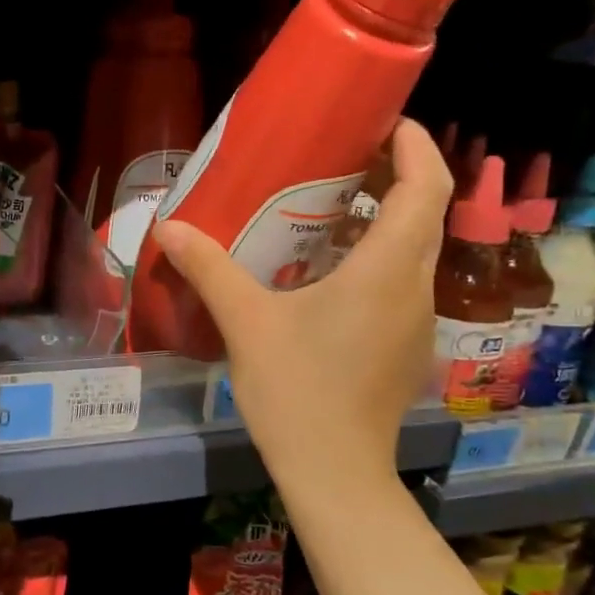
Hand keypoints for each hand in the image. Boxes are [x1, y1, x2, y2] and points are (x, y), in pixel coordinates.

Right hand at [151, 118, 450, 492]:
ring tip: (332, 211)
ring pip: (415, 251)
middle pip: (425, 214)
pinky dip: (379, 260)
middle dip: (396, 177)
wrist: (334, 472)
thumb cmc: (296, 390)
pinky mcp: (406, 347)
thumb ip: (209, 269)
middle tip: (345, 160)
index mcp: (387, 270)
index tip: (387, 122)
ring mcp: (417, 321)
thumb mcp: (246, 323)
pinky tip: (330, 275)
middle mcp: (416, 288)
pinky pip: (402, 283)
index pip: (426, 186)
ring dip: (386, 221)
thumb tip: (168, 227)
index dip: (415, 145)